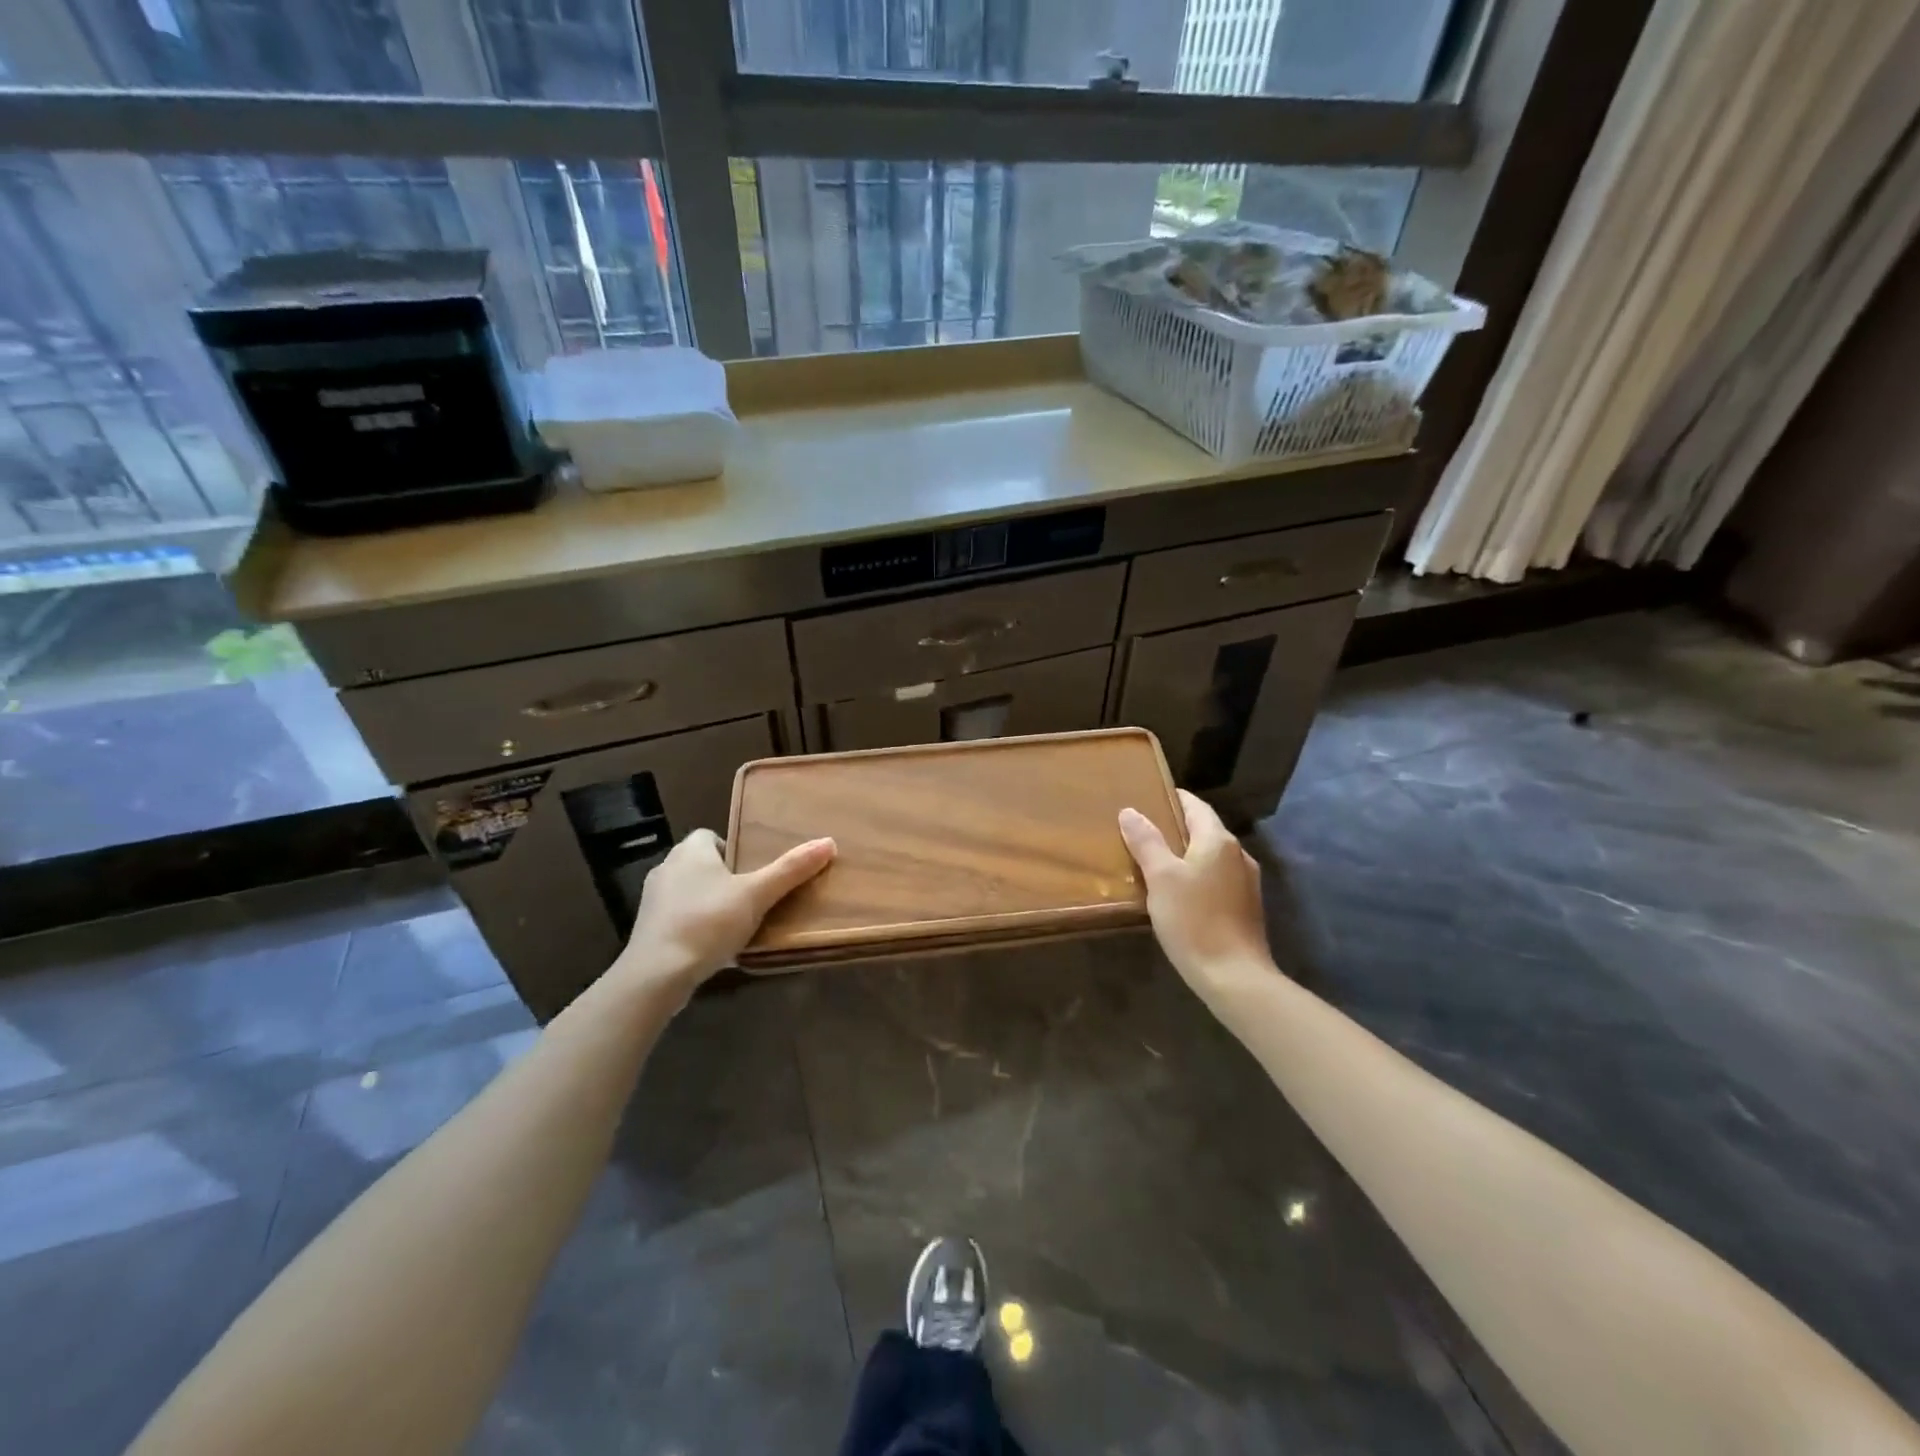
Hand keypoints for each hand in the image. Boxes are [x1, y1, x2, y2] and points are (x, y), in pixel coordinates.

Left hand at [613, 828, 834, 996]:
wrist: (656, 975)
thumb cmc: (708, 922)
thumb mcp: (756, 895)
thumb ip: (790, 870)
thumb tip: (828, 842)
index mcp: (690, 851)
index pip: (709, 836)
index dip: (732, 849)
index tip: (753, 871)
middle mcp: (666, 868)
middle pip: (700, 864)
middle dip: (724, 877)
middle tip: (752, 896)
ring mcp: (653, 901)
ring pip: (688, 892)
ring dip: (708, 902)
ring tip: (736, 923)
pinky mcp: (647, 930)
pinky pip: (677, 918)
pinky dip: (694, 926)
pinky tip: (712, 946)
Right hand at [1118, 790, 1273, 985]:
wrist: (1234, 977)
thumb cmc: (1194, 920)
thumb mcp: (1161, 878)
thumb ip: (1146, 842)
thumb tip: (1130, 811)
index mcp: (1218, 840)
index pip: (1194, 805)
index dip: (1172, 799)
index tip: (1147, 798)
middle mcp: (1238, 855)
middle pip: (1204, 829)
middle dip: (1176, 827)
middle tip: (1142, 831)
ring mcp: (1246, 882)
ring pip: (1211, 856)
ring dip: (1186, 853)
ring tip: (1155, 861)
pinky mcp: (1246, 907)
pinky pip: (1217, 878)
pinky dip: (1197, 875)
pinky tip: (1179, 892)